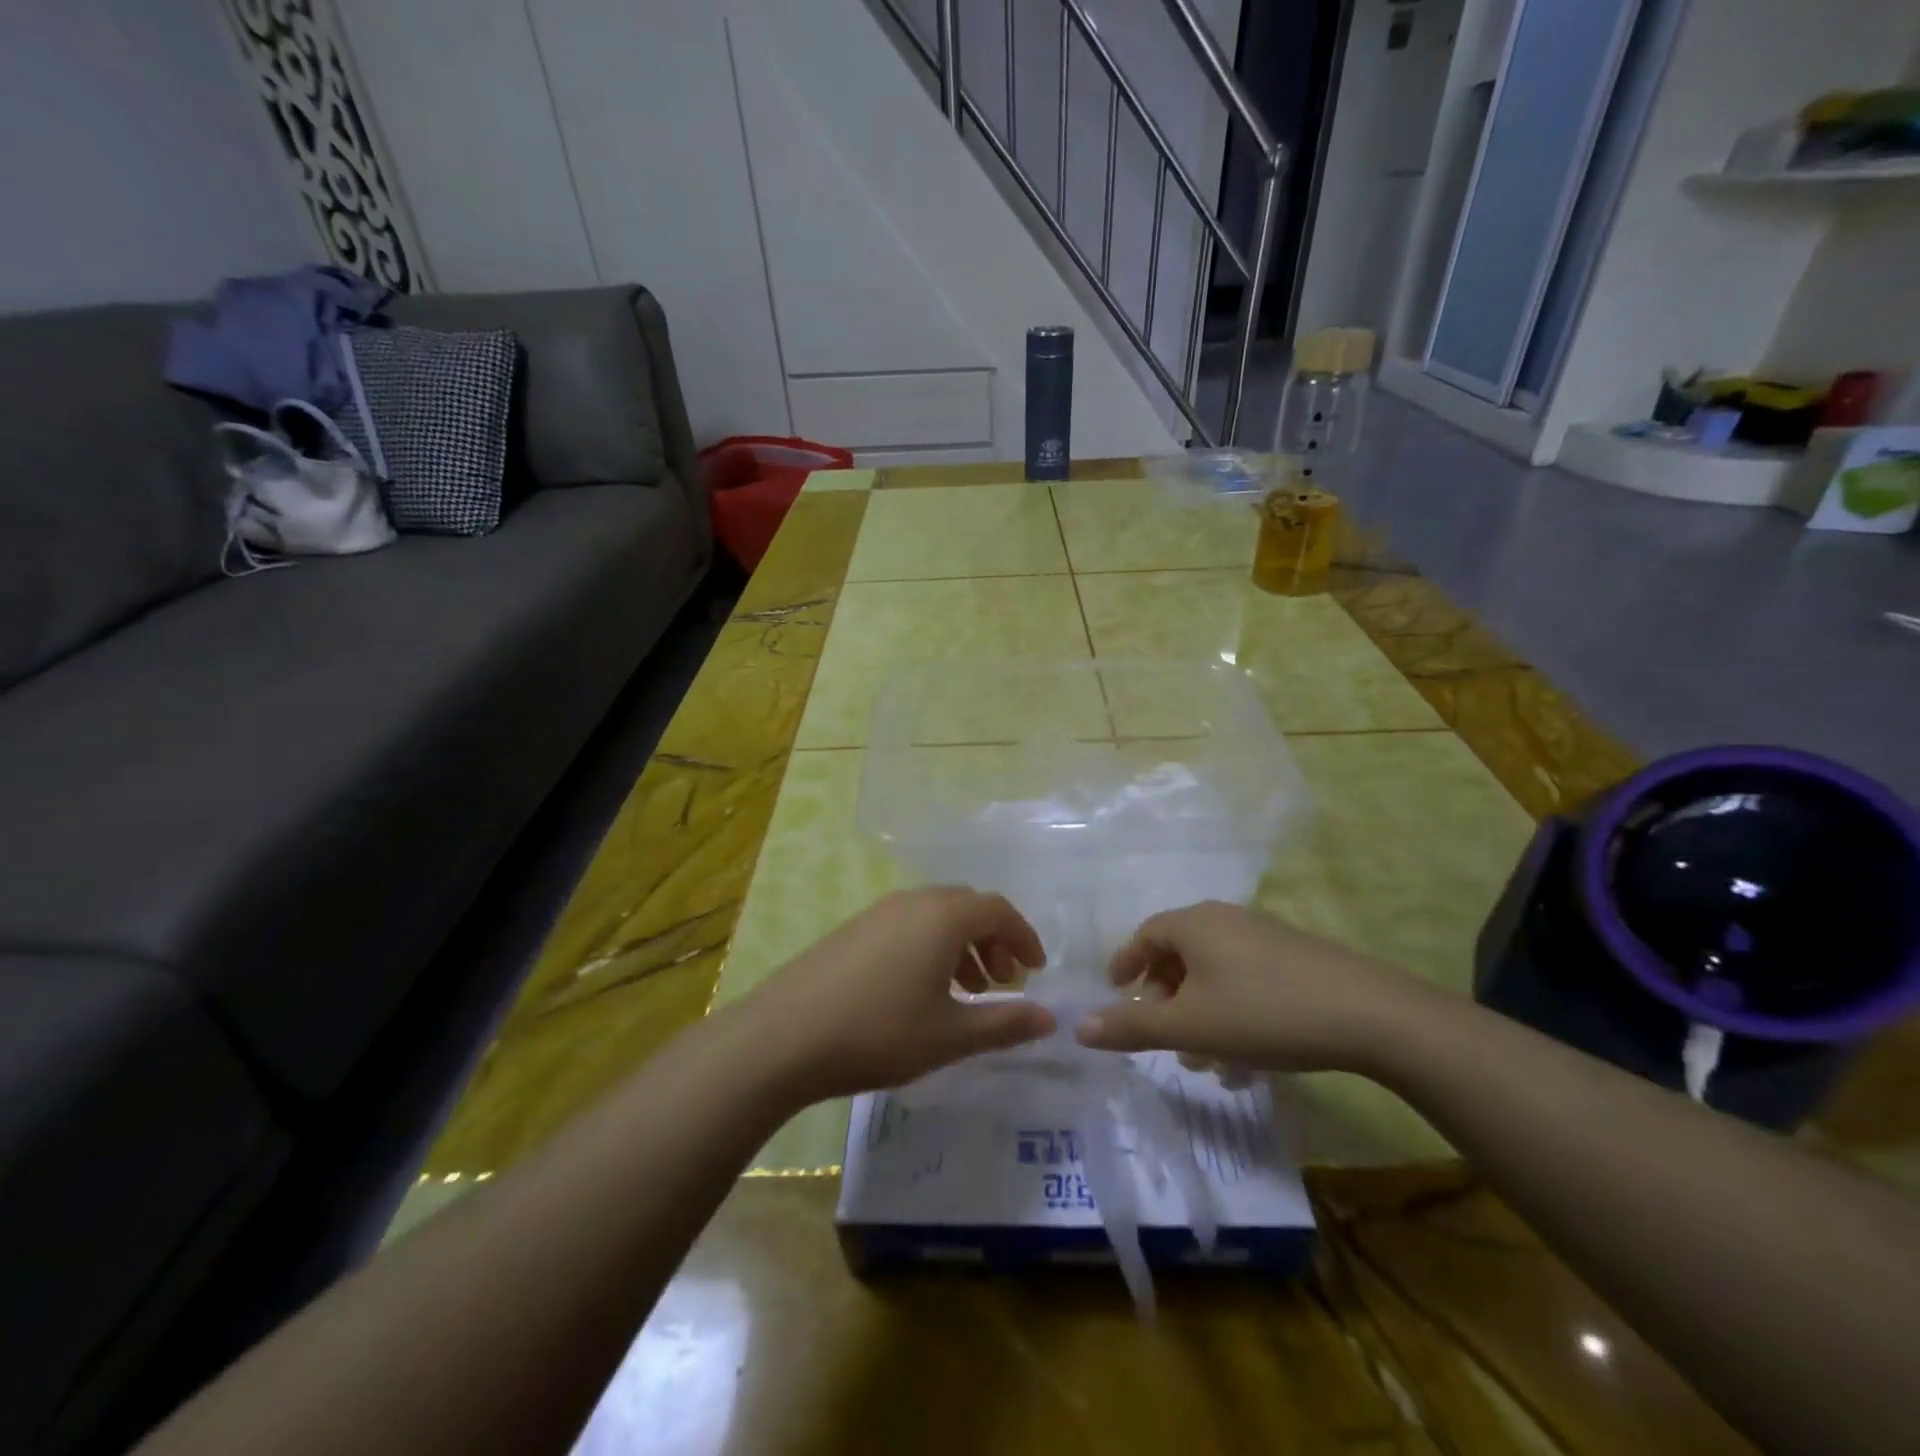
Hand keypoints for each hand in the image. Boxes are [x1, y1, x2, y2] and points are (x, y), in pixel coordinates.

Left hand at [738, 888, 1054, 1102]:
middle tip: (1001, 984)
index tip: (1035, 970)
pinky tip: (920, 991)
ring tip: (965, 992)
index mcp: (942, 916)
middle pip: (967, 907)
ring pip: (935, 917)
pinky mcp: (853, 929)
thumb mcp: (950, 1035)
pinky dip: (930, 948)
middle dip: (992, 941)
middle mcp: (913, 901)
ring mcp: (878, 912)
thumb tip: (1051, 1018)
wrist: (784, 1036)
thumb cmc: (879, 1032)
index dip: (1023, 937)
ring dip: (961, 946)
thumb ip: (1005, 1023)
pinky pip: (907, 926)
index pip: (998, 909)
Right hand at [1074, 901, 1428, 1073]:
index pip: (1145, 934)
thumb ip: (1131, 1026)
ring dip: (1199, 1014)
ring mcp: (1265, 937)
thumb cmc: (1263, 1013)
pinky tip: (1245, 1060)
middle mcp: (1226, 920)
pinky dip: (1232, 1013)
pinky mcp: (1296, 959)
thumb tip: (1078, 1026)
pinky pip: (1246, 981)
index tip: (1116, 992)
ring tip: (1203, 1062)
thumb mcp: (1189, 1026)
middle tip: (1161, 1037)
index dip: (1126, 963)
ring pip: (1214, 973)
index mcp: (1195, 923)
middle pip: (1180, 954)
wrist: (1370, 1015)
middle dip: (1165, 999)